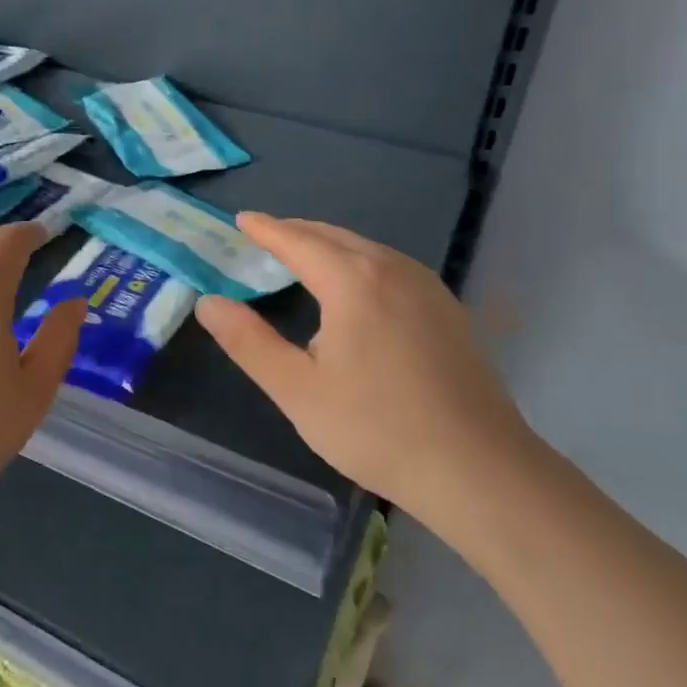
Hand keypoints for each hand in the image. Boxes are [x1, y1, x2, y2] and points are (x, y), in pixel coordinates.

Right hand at [195, 214, 532, 513]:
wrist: (477, 467)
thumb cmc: (376, 428)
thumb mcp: (297, 389)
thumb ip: (248, 342)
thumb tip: (208, 302)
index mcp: (353, 281)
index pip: (298, 241)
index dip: (266, 229)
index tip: (242, 219)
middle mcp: (393, 269)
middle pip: (335, 236)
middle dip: (297, 231)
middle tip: (265, 235)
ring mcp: (427, 288)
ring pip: (367, 249)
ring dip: (330, 245)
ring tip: (303, 256)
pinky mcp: (447, 310)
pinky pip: (392, 267)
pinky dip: (360, 262)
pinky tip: (357, 288)